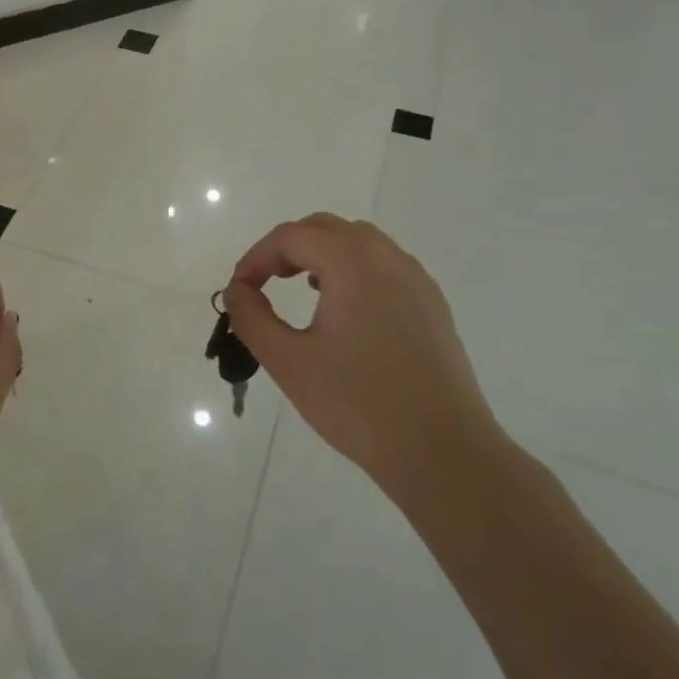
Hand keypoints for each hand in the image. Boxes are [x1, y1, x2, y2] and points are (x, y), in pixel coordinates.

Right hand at [224, 214, 500, 495]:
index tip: (238, 291)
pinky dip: (352, 270)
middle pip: (327, 229)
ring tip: (300, 288)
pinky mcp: (432, 305)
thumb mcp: (288, 362)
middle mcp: (388, 259)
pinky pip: (385, 266)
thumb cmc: (356, 404)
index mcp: (352, 264)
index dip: (257, 257)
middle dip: (288, 248)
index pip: (292, 236)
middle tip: (263, 283)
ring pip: (360, 243)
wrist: (441, 450)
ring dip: (322, 254)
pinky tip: (343, 310)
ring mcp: (417, 281)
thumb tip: (236, 291)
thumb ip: (252, 318)